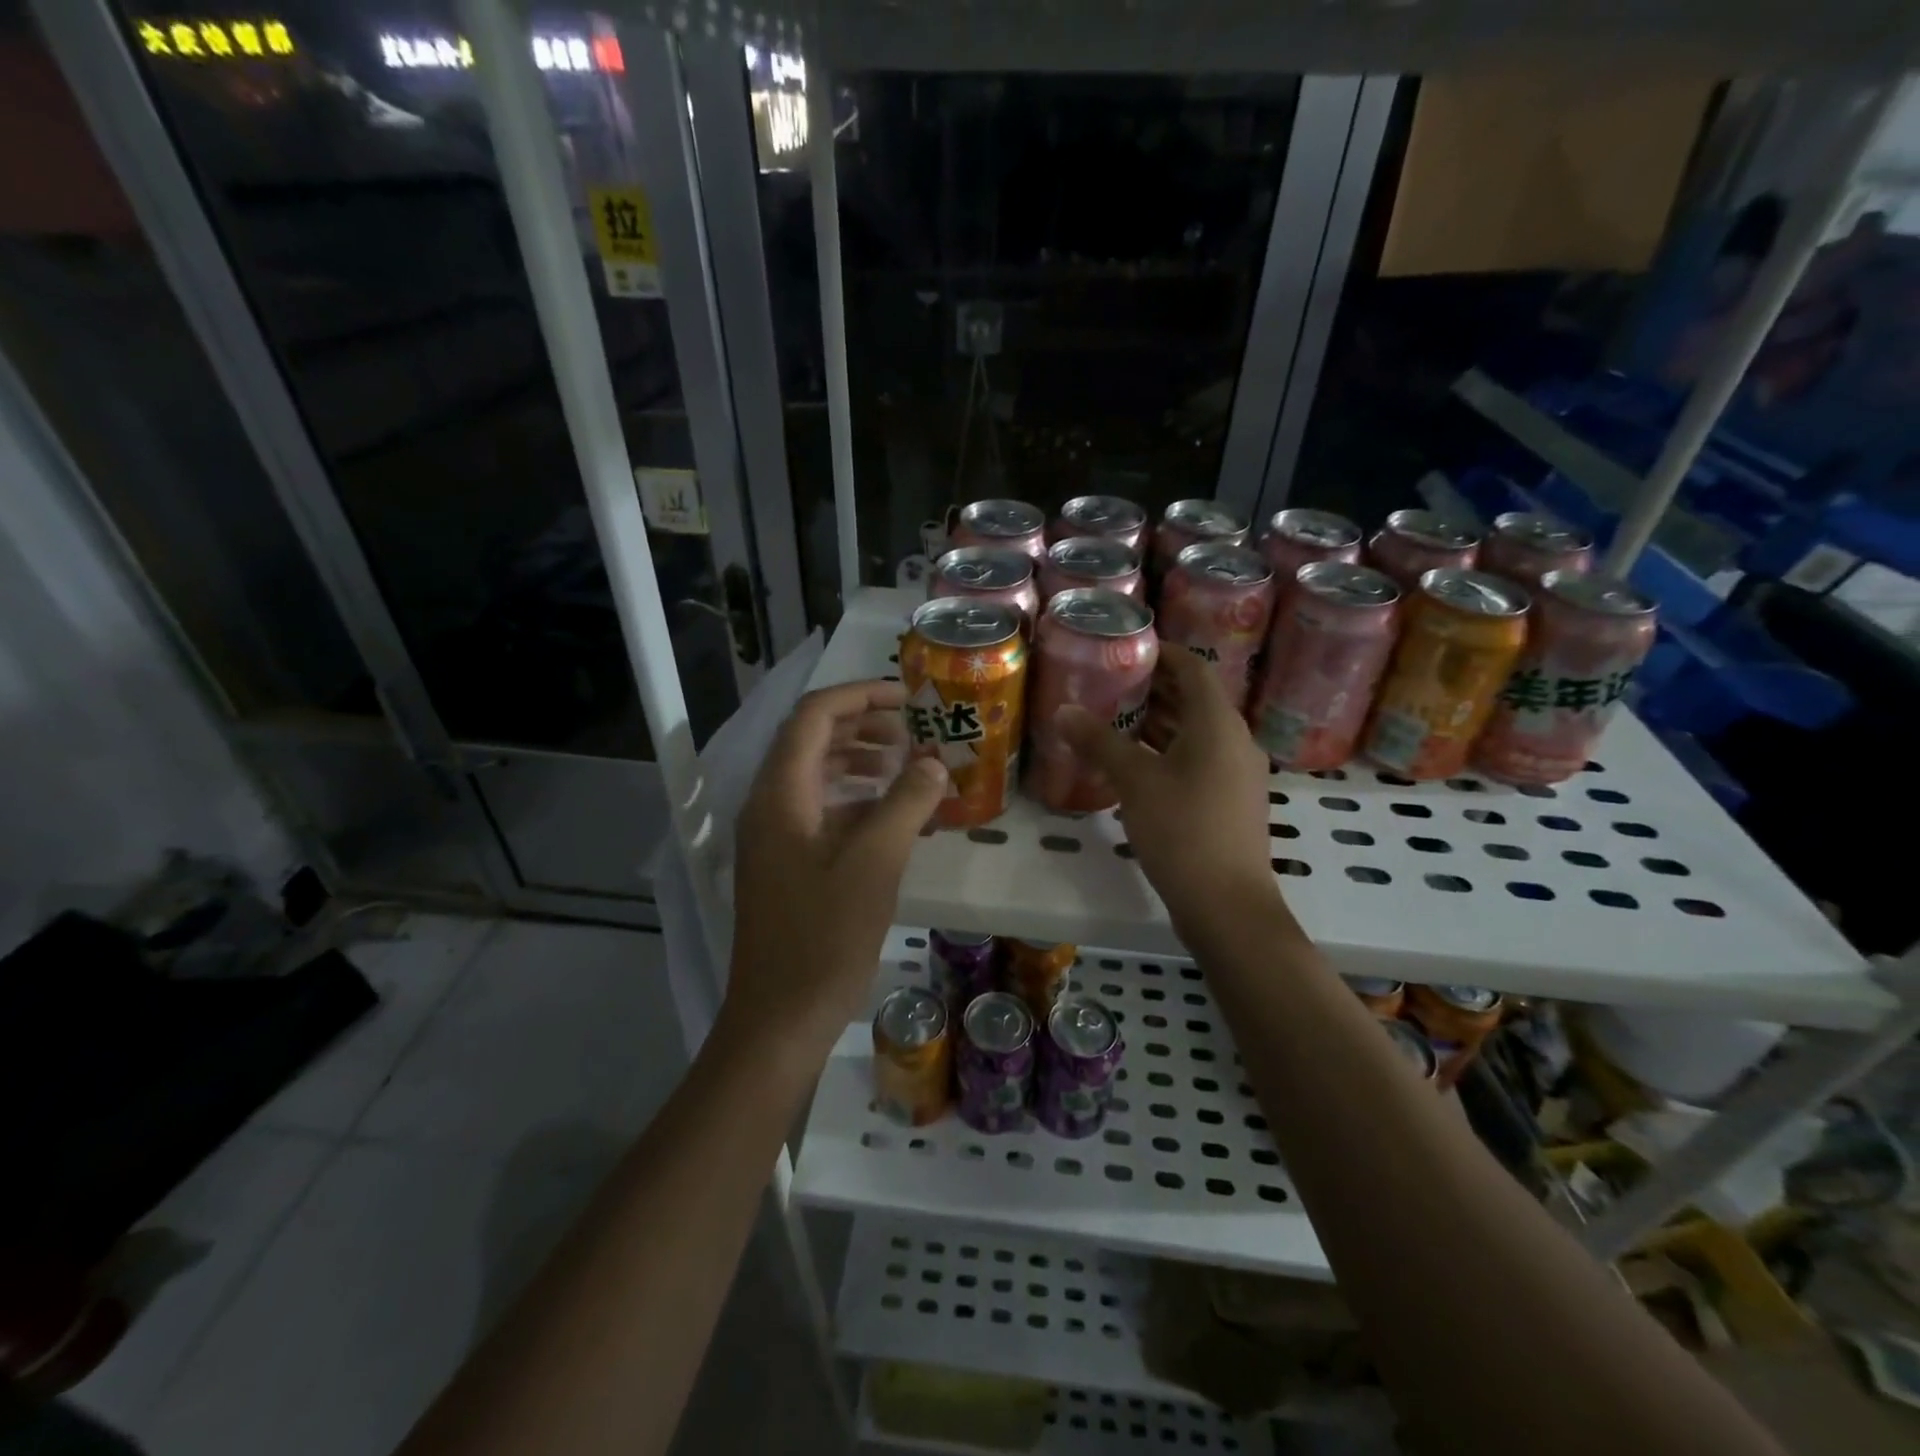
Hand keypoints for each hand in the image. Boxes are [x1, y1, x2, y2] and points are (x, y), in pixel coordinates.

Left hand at [725, 681, 947, 1057]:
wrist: (780, 1017)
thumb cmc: (825, 936)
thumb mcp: (875, 862)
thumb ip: (906, 803)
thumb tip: (934, 762)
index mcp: (780, 793)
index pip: (815, 716)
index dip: (861, 695)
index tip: (910, 698)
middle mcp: (769, 804)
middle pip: (812, 740)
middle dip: (864, 725)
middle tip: (913, 731)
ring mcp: (774, 836)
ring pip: (817, 775)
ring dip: (861, 761)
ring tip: (907, 766)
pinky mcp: (786, 864)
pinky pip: (821, 811)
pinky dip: (857, 801)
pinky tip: (893, 816)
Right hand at [1060, 647, 1282, 939]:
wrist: (1227, 903)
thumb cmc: (1183, 829)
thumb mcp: (1135, 780)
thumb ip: (1099, 741)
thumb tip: (1063, 710)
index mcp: (1218, 723)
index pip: (1194, 668)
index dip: (1163, 654)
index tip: (1126, 650)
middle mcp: (1235, 740)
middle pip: (1195, 699)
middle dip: (1154, 689)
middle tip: (1109, 684)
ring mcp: (1237, 773)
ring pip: (1196, 733)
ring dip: (1159, 723)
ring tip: (1114, 719)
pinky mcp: (1230, 801)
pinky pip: (1199, 760)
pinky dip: (1169, 752)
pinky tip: (1135, 766)